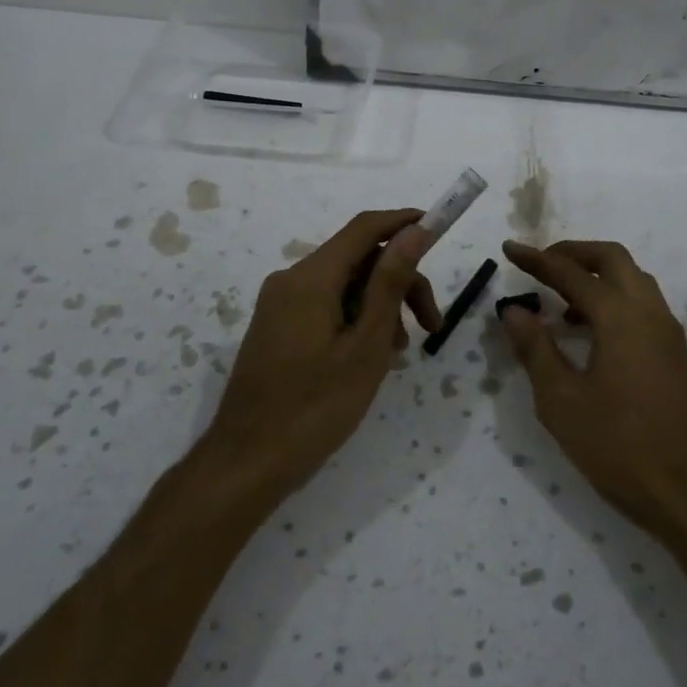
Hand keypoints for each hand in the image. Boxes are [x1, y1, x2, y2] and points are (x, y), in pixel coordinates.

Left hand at [203, 209, 441, 496]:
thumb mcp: (365, 345)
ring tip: (397, 353)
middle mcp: (291, 279)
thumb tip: (415, 230)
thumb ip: (390, 283)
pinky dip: (355, 319)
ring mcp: (279, 304)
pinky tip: (369, 356)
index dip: (405, 222)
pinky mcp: (276, 327)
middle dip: (399, 282)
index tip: (440, 229)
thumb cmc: (315, 407)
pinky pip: (325, 306)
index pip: (365, 228)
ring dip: (379, 306)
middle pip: (358, 260)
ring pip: (344, 285)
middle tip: (432, 325)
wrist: (246, 463)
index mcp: (311, 277)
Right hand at [501, 239, 686, 537]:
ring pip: (633, 279)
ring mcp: (668, 333)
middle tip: (541, 265)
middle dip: (573, 253)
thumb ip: (536, 349)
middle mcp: (649, 312)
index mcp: (620, 316)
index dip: (537, 259)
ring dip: (597, 274)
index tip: (509, 249)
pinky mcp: (677, 355)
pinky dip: (614, 297)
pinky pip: (643, 304)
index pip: (571, 273)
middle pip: (612, 259)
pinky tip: (592, 331)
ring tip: (561, 299)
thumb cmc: (620, 448)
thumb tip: (514, 310)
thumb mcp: (562, 402)